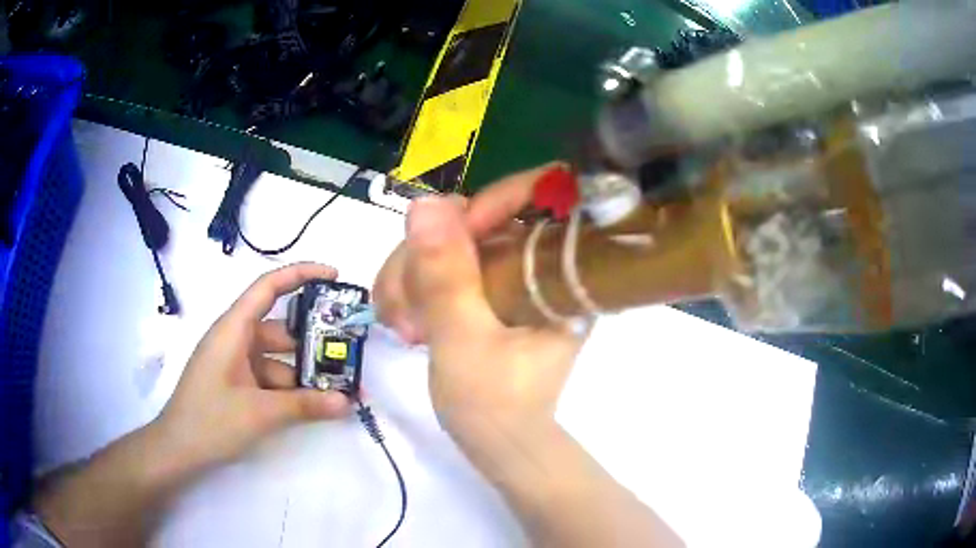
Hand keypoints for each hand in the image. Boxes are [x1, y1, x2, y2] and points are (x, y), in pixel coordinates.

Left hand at [155, 263, 351, 470]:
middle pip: (280, 330)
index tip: (335, 276)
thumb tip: (347, 402)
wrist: (178, 450)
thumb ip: (304, 405)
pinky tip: (313, 406)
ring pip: (278, 358)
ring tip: (339, 390)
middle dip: (313, 342)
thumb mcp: (259, 412)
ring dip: (304, 373)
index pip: (268, 287)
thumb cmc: (211, 421)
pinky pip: (269, 377)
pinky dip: (290, 389)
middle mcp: (235, 339)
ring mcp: (236, 362)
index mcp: (233, 329)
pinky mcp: (237, 383)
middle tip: (348, 355)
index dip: (301, 275)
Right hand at [373, 166, 585, 451]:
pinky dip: (413, 286)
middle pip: (478, 218)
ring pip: (450, 240)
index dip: (493, 201)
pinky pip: (442, 264)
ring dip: (410, 276)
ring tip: (400, 326)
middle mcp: (539, 263)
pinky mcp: (485, 288)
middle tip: (403, 310)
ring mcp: (509, 274)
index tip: (445, 239)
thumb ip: (446, 276)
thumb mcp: (465, 341)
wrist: (498, 444)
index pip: (544, 195)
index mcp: (562, 271)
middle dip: (427, 256)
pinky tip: (403, 321)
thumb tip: (425, 204)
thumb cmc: (495, 405)